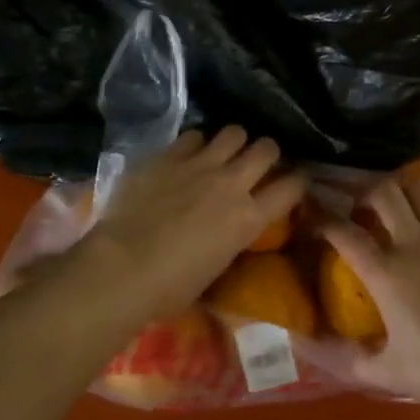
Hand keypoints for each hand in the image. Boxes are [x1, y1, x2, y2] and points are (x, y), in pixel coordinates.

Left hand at [82, 127, 304, 320]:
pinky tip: (187, 155)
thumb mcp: (216, 267)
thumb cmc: (169, 287)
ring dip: (234, 142)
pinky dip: (196, 144)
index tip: (293, 182)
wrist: (122, 267)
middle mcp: (232, 184)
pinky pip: (194, 135)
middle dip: (266, 152)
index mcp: (248, 219)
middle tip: (256, 162)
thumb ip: (231, 238)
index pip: (292, 187)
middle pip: (267, 148)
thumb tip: (230, 228)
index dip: (297, 182)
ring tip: (223, 152)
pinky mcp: (169, 156)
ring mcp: (200, 165)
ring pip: (234, 132)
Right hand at [321, 178, 419, 411]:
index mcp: (386, 272)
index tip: (315, 216)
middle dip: (366, 193)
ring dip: (402, 193)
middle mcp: (414, 241)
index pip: (344, 231)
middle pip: (383, 191)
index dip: (324, 218)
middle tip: (364, 208)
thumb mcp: (391, 372)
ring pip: (418, 189)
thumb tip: (312, 346)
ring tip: (400, 208)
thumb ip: (350, 358)